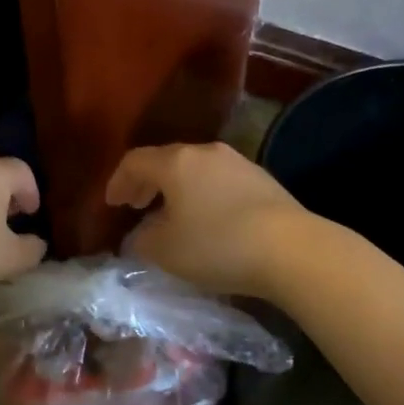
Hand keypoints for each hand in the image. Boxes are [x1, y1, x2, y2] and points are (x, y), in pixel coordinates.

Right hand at [104, 142, 309, 297]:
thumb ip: (143, 241)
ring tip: (171, 215)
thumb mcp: (166, 251)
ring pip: (195, 170)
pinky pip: (219, 182)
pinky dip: (202, 195)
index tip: (112, 203)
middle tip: (135, 205)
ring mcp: (238, 163)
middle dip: (147, 183)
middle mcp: (206, 153)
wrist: (292, 249)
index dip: (118, 181)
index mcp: (176, 162)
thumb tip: (141, 235)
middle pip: (167, 161)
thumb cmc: (217, 245)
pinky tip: (207, 220)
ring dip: (177, 189)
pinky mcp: (263, 180)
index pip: (135, 161)